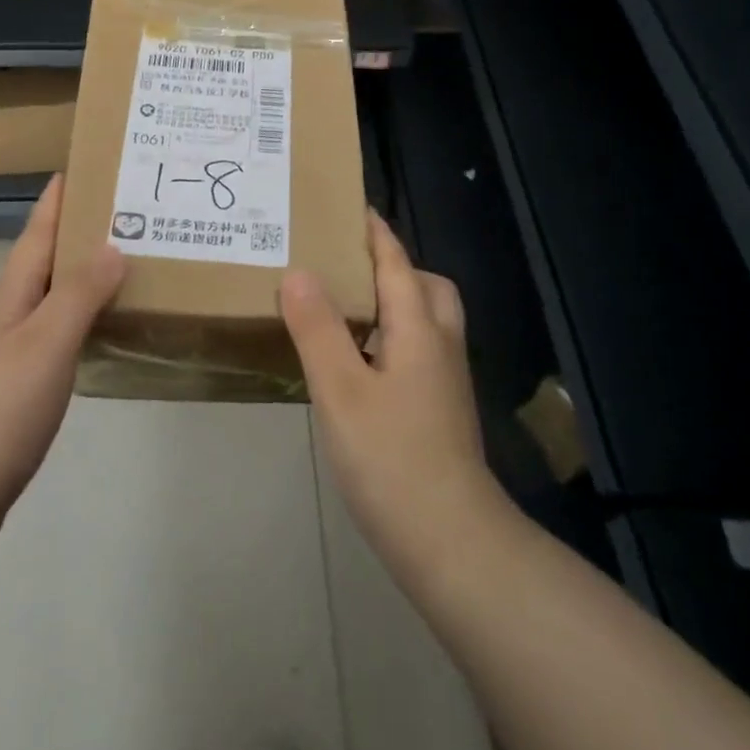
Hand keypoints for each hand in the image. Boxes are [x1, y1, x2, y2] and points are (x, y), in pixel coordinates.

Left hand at [0, 175, 126, 556]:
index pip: (38, 231)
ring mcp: (7, 353)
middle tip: (133, 213)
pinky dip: (82, 321)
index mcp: (11, 295)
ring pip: (52, 299)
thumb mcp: (44, 345)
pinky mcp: (15, 389)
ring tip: (130, 263)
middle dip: (82, 232)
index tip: (87, 163)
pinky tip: (103, 330)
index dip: (60, 198)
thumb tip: (112, 245)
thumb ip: (78, 295)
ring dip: (85, 277)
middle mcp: (7, 315)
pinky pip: (56, 336)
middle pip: (46, 261)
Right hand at [281, 211, 493, 575]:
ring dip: (394, 303)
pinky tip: (359, 366)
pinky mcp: (439, 413)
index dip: (376, 234)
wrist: (450, 542)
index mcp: (419, 330)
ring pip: (426, 323)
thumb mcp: (341, 389)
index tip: (353, 207)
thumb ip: (318, 328)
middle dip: (395, 267)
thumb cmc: (391, 457)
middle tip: (348, 268)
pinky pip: (418, 353)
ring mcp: (445, 383)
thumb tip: (298, 271)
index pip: (397, 264)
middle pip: (427, 288)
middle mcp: (440, 347)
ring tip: (345, 311)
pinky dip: (392, 339)